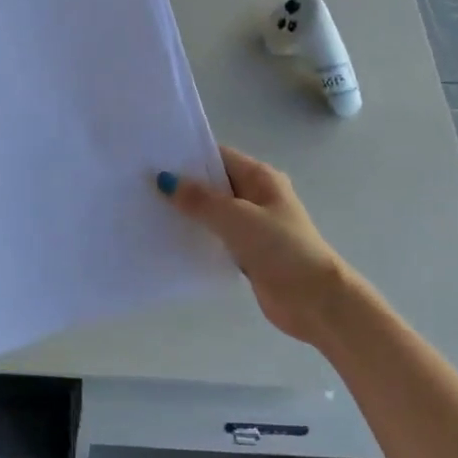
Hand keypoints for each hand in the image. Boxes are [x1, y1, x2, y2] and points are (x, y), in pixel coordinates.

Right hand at [159, 146, 355, 345]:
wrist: (316, 300)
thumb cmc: (280, 248)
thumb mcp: (236, 218)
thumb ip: (199, 199)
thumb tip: (164, 180)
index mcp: (260, 178)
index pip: (217, 156)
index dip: (187, 156)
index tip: (152, 158)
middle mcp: (257, 196)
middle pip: (213, 184)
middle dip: (182, 185)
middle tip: (142, 186)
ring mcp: (253, 225)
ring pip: (213, 212)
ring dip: (188, 213)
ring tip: (148, 210)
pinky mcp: (248, 252)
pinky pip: (216, 237)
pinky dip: (198, 237)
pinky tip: (170, 240)